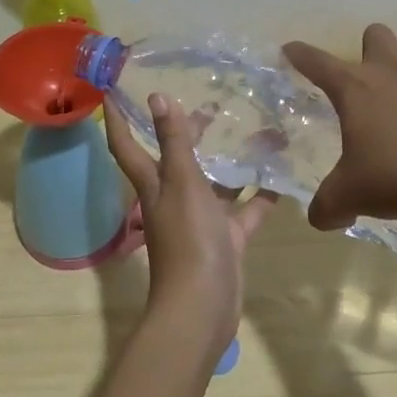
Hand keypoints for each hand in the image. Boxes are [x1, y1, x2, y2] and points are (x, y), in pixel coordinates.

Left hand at [107, 92, 279, 359]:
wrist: (203, 307)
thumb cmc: (188, 239)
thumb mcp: (182, 183)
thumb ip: (174, 142)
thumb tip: (157, 96)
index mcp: (154, 184)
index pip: (128, 145)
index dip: (119, 119)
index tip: (116, 90)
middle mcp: (174, 199)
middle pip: (176, 159)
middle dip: (187, 132)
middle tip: (210, 102)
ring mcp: (201, 221)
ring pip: (215, 183)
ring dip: (230, 161)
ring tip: (255, 130)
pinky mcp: (227, 239)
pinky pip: (245, 210)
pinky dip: (260, 195)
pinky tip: (280, 175)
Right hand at [282, 24, 396, 230]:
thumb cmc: (392, 180)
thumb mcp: (346, 197)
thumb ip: (326, 207)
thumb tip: (320, 219)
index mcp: (355, 89)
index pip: (317, 62)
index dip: (300, 54)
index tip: (290, 50)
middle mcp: (391, 73)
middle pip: (376, 34)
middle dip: (370, 48)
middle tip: (368, 79)